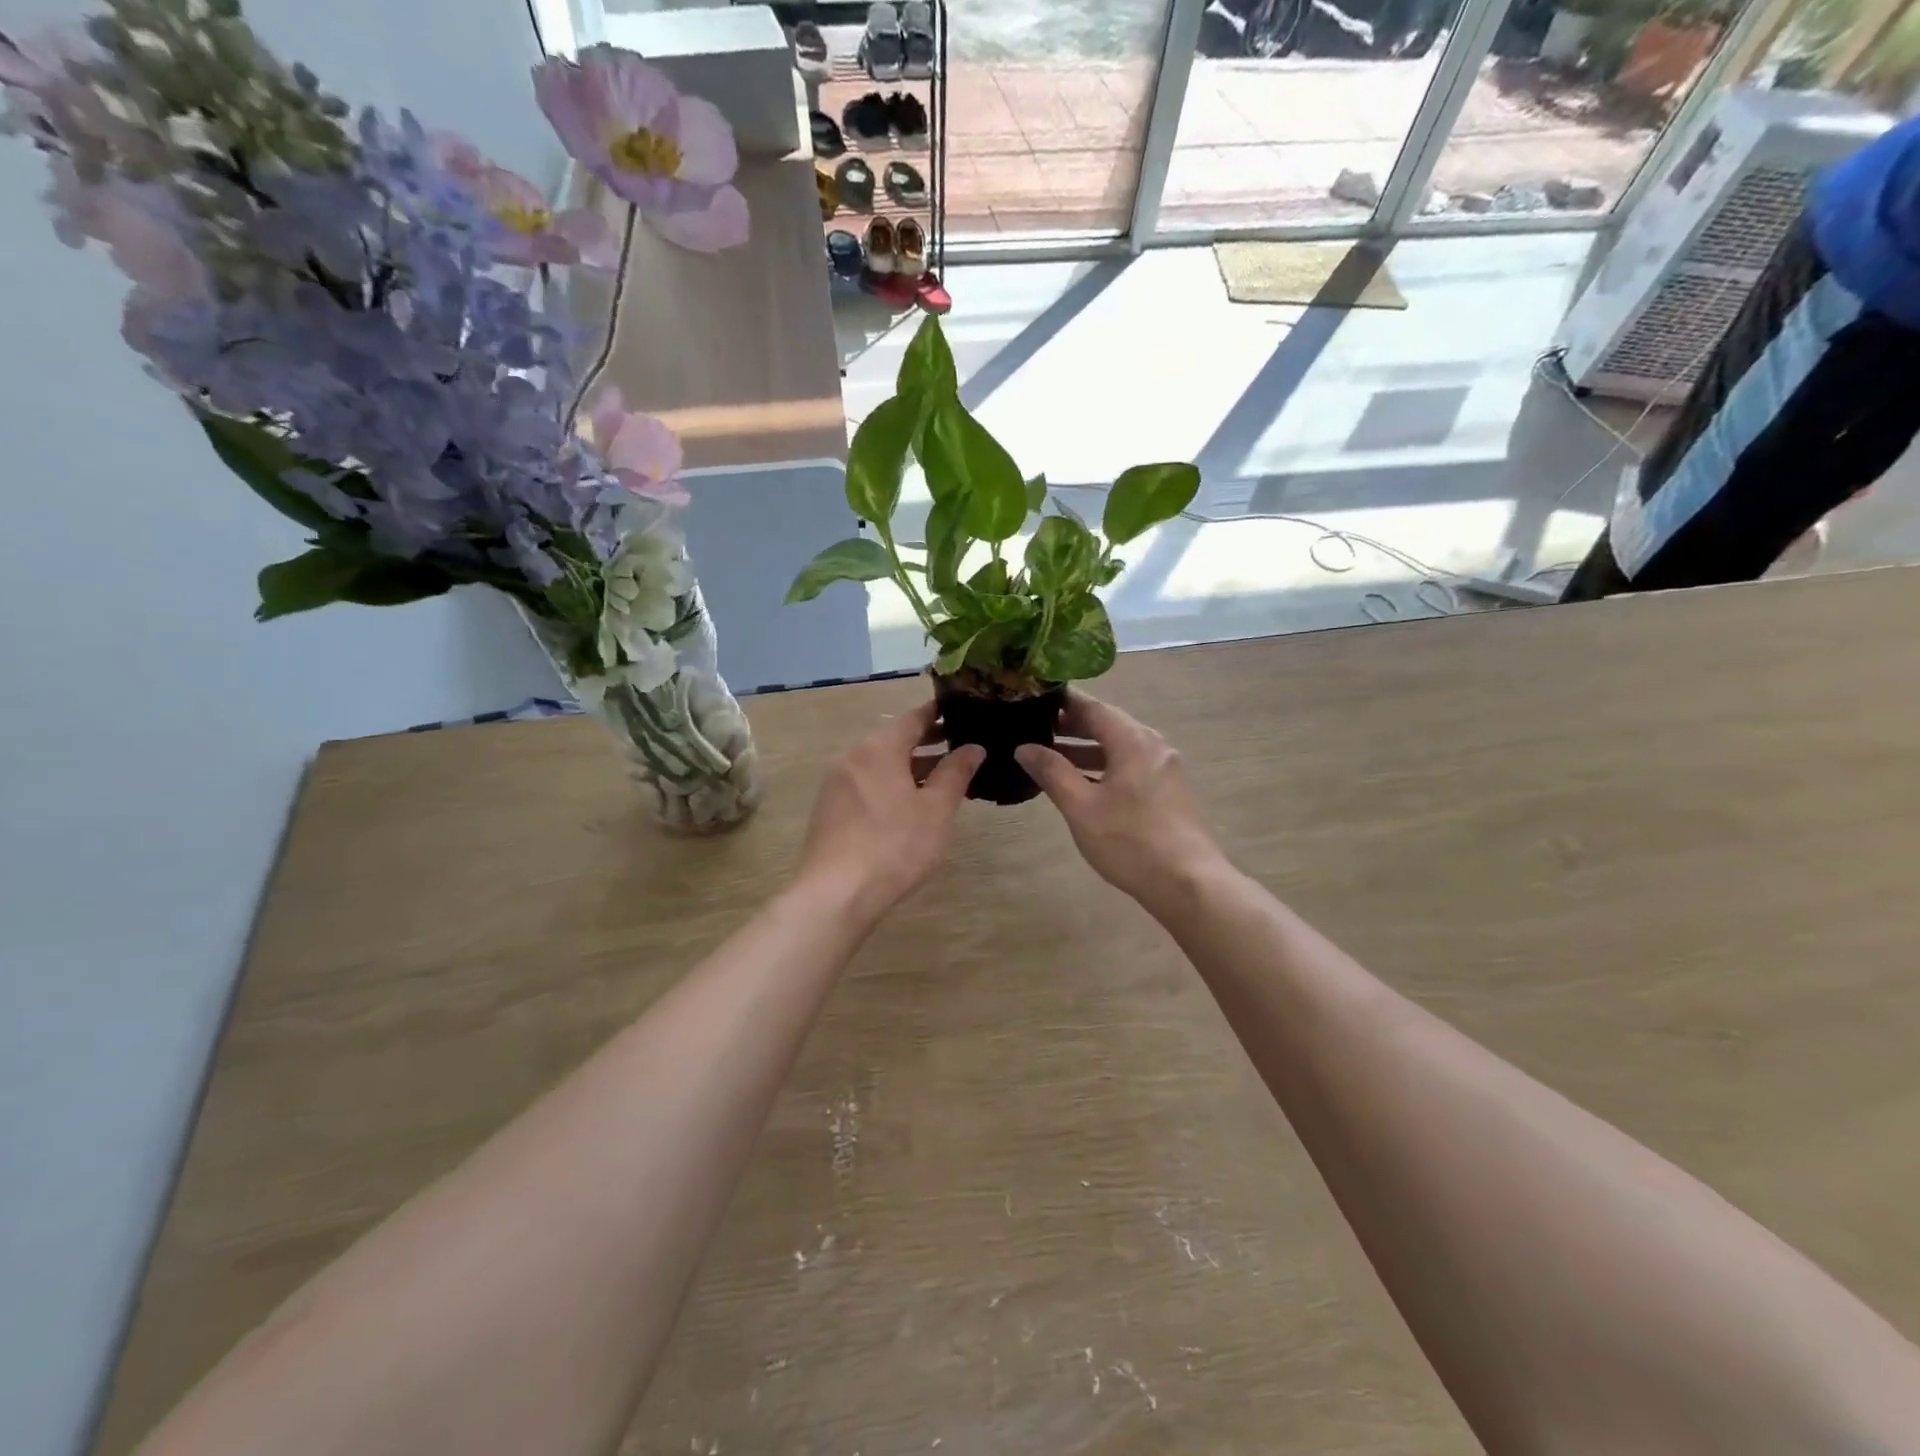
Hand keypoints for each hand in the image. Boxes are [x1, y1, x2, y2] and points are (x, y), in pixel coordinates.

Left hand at [798, 702, 984, 920]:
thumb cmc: (894, 845)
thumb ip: (955, 773)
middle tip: (960, 745)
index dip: (939, 713)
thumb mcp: (936, 810)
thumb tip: (973, 747)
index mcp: (879, 748)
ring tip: (941, 778)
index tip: (960, 710)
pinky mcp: (829, 810)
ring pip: (880, 764)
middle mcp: (853, 757)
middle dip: (927, 742)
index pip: (913, 718)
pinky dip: (890, 785)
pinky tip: (908, 805)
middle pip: (894, 740)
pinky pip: (866, 784)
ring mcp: (836, 784)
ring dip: (909, 767)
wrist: (836, 893)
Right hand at [1015, 692, 1224, 912]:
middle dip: (1071, 726)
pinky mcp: (1167, 790)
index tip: (1033, 699)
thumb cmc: (1129, 841)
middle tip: (1034, 727)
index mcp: (1133, 741)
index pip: (1093, 707)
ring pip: (1118, 747)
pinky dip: (1103, 766)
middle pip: (1107, 724)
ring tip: (1049, 755)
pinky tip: (1080, 783)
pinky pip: (1129, 765)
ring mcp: (1163, 768)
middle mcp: (1152, 745)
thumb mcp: (1081, 807)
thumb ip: (1052, 772)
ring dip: (1085, 749)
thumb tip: (1024, 748)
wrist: (1186, 882)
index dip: (1063, 702)